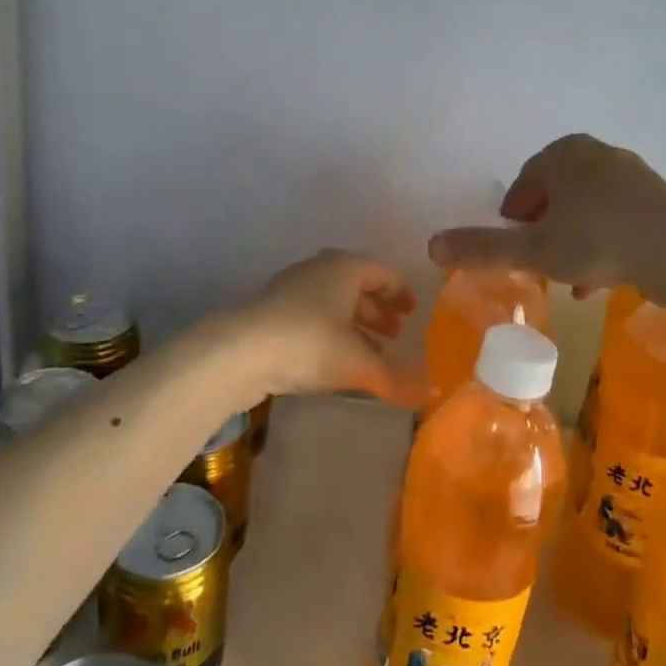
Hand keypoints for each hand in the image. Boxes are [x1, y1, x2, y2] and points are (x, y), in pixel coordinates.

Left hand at [237, 249, 419, 403]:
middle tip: (396, 334)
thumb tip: (426, 397)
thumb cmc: (309, 343)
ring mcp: (290, 290)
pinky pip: (312, 317)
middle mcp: (318, 270)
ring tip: (371, 352)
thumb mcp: (358, 363)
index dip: (399, 292)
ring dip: (354, 324)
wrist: (238, 352)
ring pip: (332, 303)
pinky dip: (330, 333)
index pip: (381, 272)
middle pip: (356, 286)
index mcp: (344, 268)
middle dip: (377, 310)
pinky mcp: (270, 313)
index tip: (413, 312)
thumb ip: (394, 379)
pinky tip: (334, 361)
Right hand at [427, 134, 665, 296]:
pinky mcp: (657, 200)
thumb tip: (430, 246)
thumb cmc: (598, 241)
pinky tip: (597, 282)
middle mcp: (596, 155)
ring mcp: (631, 175)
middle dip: (543, 231)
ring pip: (587, 211)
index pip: (525, 182)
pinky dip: (601, 245)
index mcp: (563, 155)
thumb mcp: (534, 250)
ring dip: (572, 243)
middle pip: (556, 195)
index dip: (513, 216)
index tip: (511, 244)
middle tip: (536, 262)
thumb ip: (482, 248)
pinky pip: (616, 220)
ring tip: (566, 280)